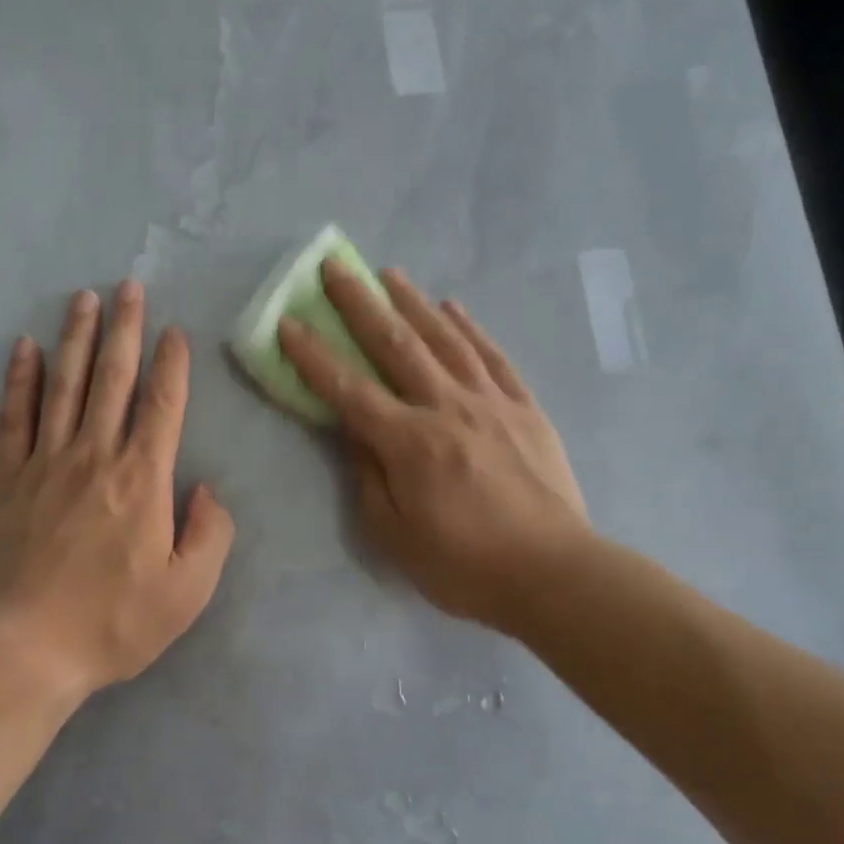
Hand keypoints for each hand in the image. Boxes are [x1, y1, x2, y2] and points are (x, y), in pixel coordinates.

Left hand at [0, 281, 235, 700]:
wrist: (27, 647)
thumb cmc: (114, 622)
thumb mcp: (188, 592)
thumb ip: (210, 534)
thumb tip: (206, 488)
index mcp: (142, 478)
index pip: (163, 405)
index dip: (173, 364)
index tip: (175, 331)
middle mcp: (95, 455)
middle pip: (113, 378)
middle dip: (124, 329)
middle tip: (127, 286)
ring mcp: (46, 463)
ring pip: (64, 385)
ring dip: (76, 338)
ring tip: (83, 299)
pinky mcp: (8, 479)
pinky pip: (14, 418)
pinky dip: (19, 380)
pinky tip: (23, 348)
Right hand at [278, 263, 591, 628]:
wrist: (555, 576)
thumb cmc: (465, 566)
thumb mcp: (395, 536)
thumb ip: (368, 478)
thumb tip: (354, 433)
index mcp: (409, 443)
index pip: (348, 389)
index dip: (313, 355)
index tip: (288, 323)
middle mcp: (447, 409)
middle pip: (396, 345)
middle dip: (360, 303)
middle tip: (335, 267)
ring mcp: (491, 404)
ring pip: (445, 340)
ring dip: (413, 302)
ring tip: (388, 273)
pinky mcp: (525, 409)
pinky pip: (492, 358)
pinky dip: (470, 328)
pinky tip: (453, 307)